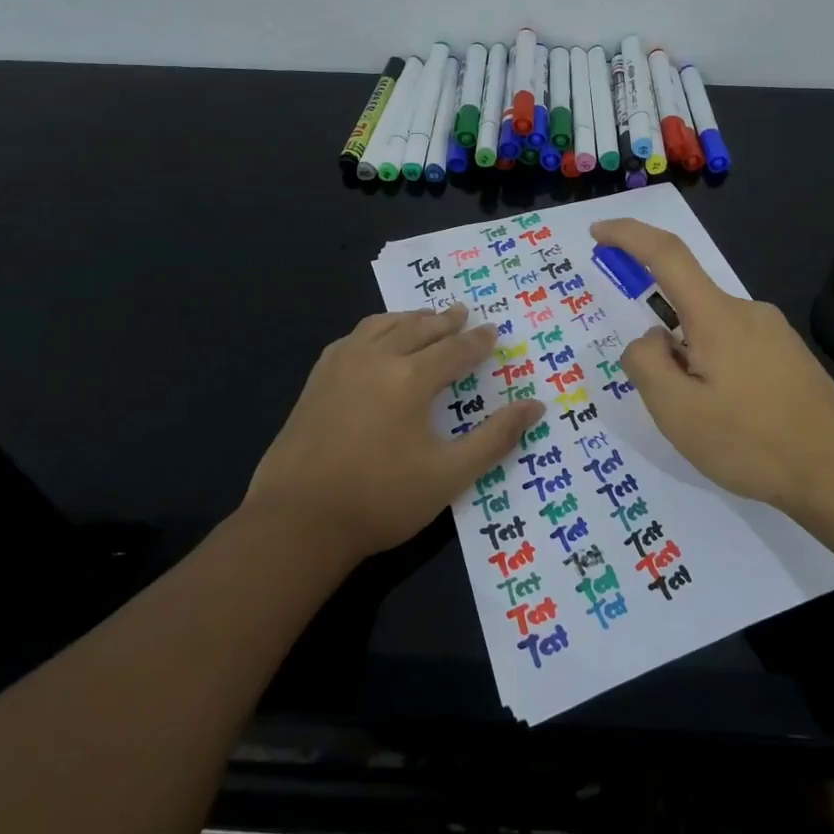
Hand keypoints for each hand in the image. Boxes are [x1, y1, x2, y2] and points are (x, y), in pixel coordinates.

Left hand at [245, 305, 544, 562]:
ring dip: (409, 319)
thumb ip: (495, 438)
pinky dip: (375, 330)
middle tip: (463, 312)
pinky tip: (375, 340)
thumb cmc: (381, 500)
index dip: (477, 341)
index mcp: (411, 378)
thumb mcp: (450, 475)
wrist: (298, 521)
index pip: (454, 350)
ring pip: (382, 326)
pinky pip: (352, 338)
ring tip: (425, 317)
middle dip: (445, 321)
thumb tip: (535, 406)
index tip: (493, 331)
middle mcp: (376, 359)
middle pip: (418, 329)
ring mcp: (341, 366)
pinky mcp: (316, 380)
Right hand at [589, 218, 833, 519]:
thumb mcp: (677, 412)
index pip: (666, 254)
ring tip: (710, 424)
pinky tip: (735, 420)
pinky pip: (736, 348)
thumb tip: (650, 339)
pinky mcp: (790, 355)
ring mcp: (774, 332)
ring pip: (710, 333)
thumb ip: (646, 364)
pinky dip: (717, 373)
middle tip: (673, 405)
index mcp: (717, 316)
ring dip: (692, 366)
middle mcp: (747, 311)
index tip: (598, 232)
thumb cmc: (751, 442)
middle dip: (665, 348)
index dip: (628, 235)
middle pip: (686, 307)